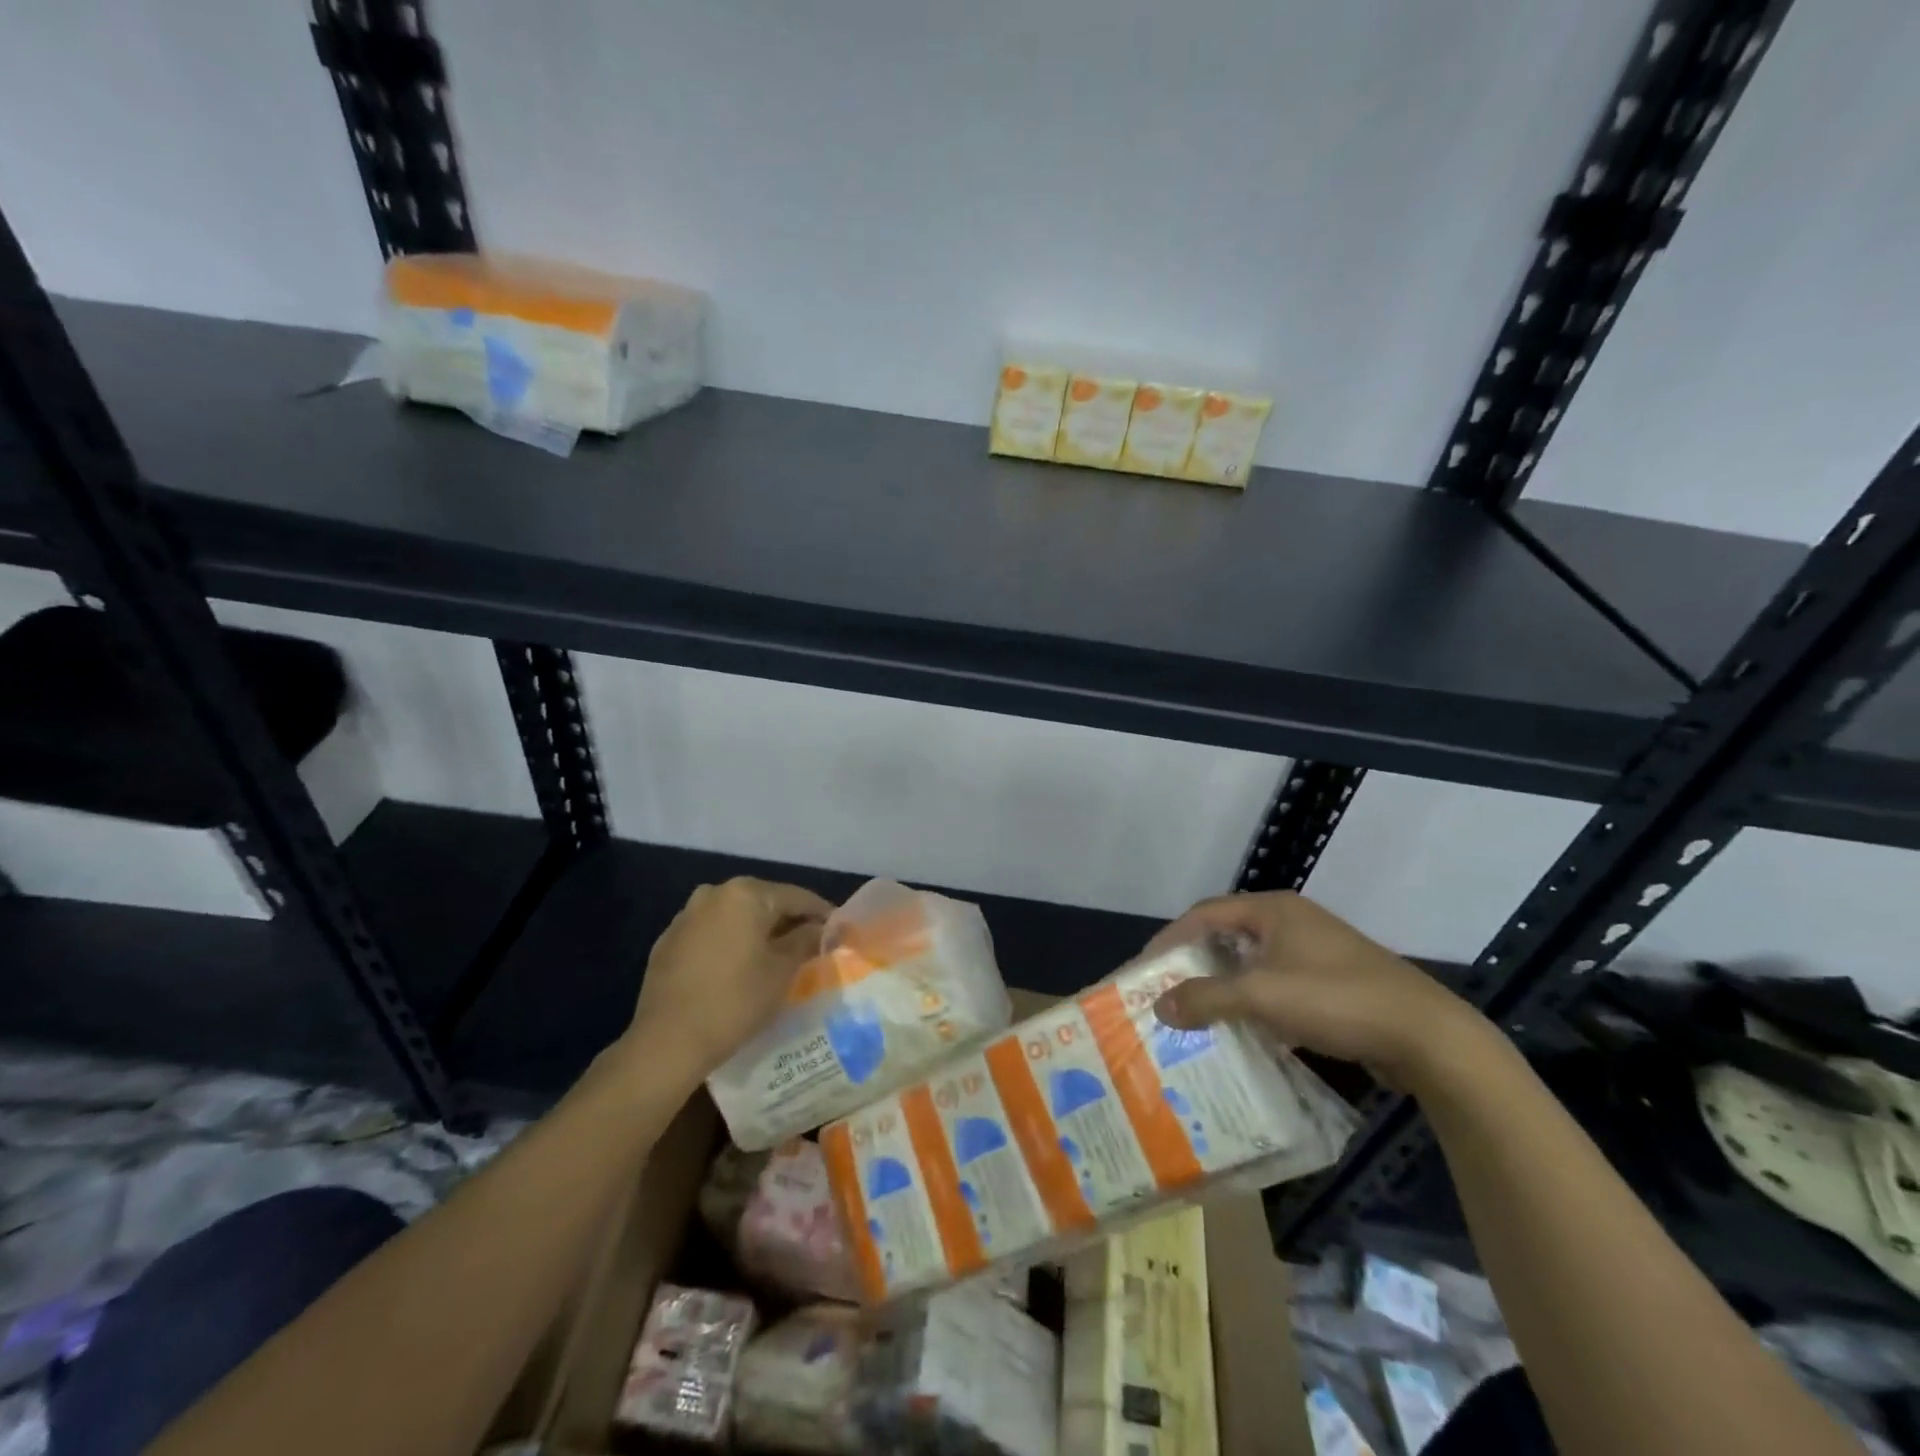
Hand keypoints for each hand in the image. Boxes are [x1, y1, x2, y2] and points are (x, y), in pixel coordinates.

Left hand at [625, 878, 832, 1084]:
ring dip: (758, 932)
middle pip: (764, 902)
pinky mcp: (668, 942)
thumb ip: (806, 940)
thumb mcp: (782, 970)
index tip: (839, 930)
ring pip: (736, 918)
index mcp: (746, 893)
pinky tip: (738, 968)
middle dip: (788, 921)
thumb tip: (821, 928)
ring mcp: (686, 916)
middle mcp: (714, 894)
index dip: (822, 913)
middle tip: (810, 944)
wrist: (667, 1041)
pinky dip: (730, 944)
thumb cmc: (736, 999)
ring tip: (776, 957)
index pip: (797, 897)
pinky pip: (712, 934)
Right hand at [1149, 891, 1494, 1089]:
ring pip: (1254, 964)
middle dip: (1195, 963)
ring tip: (1197, 1013)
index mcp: (1273, 910)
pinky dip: (1255, 1003)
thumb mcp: (1261, 996)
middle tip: (1167, 991)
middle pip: (1228, 936)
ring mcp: (1316, 952)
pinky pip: (1279, 985)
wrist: (1427, 1037)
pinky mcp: (1335, 983)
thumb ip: (1206, 997)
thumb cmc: (1335, 999)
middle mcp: (1292, 922)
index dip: (1171, 938)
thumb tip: (1159, 1005)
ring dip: (1224, 986)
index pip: (1204, 914)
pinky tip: (1244, 1031)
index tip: (1145, 968)